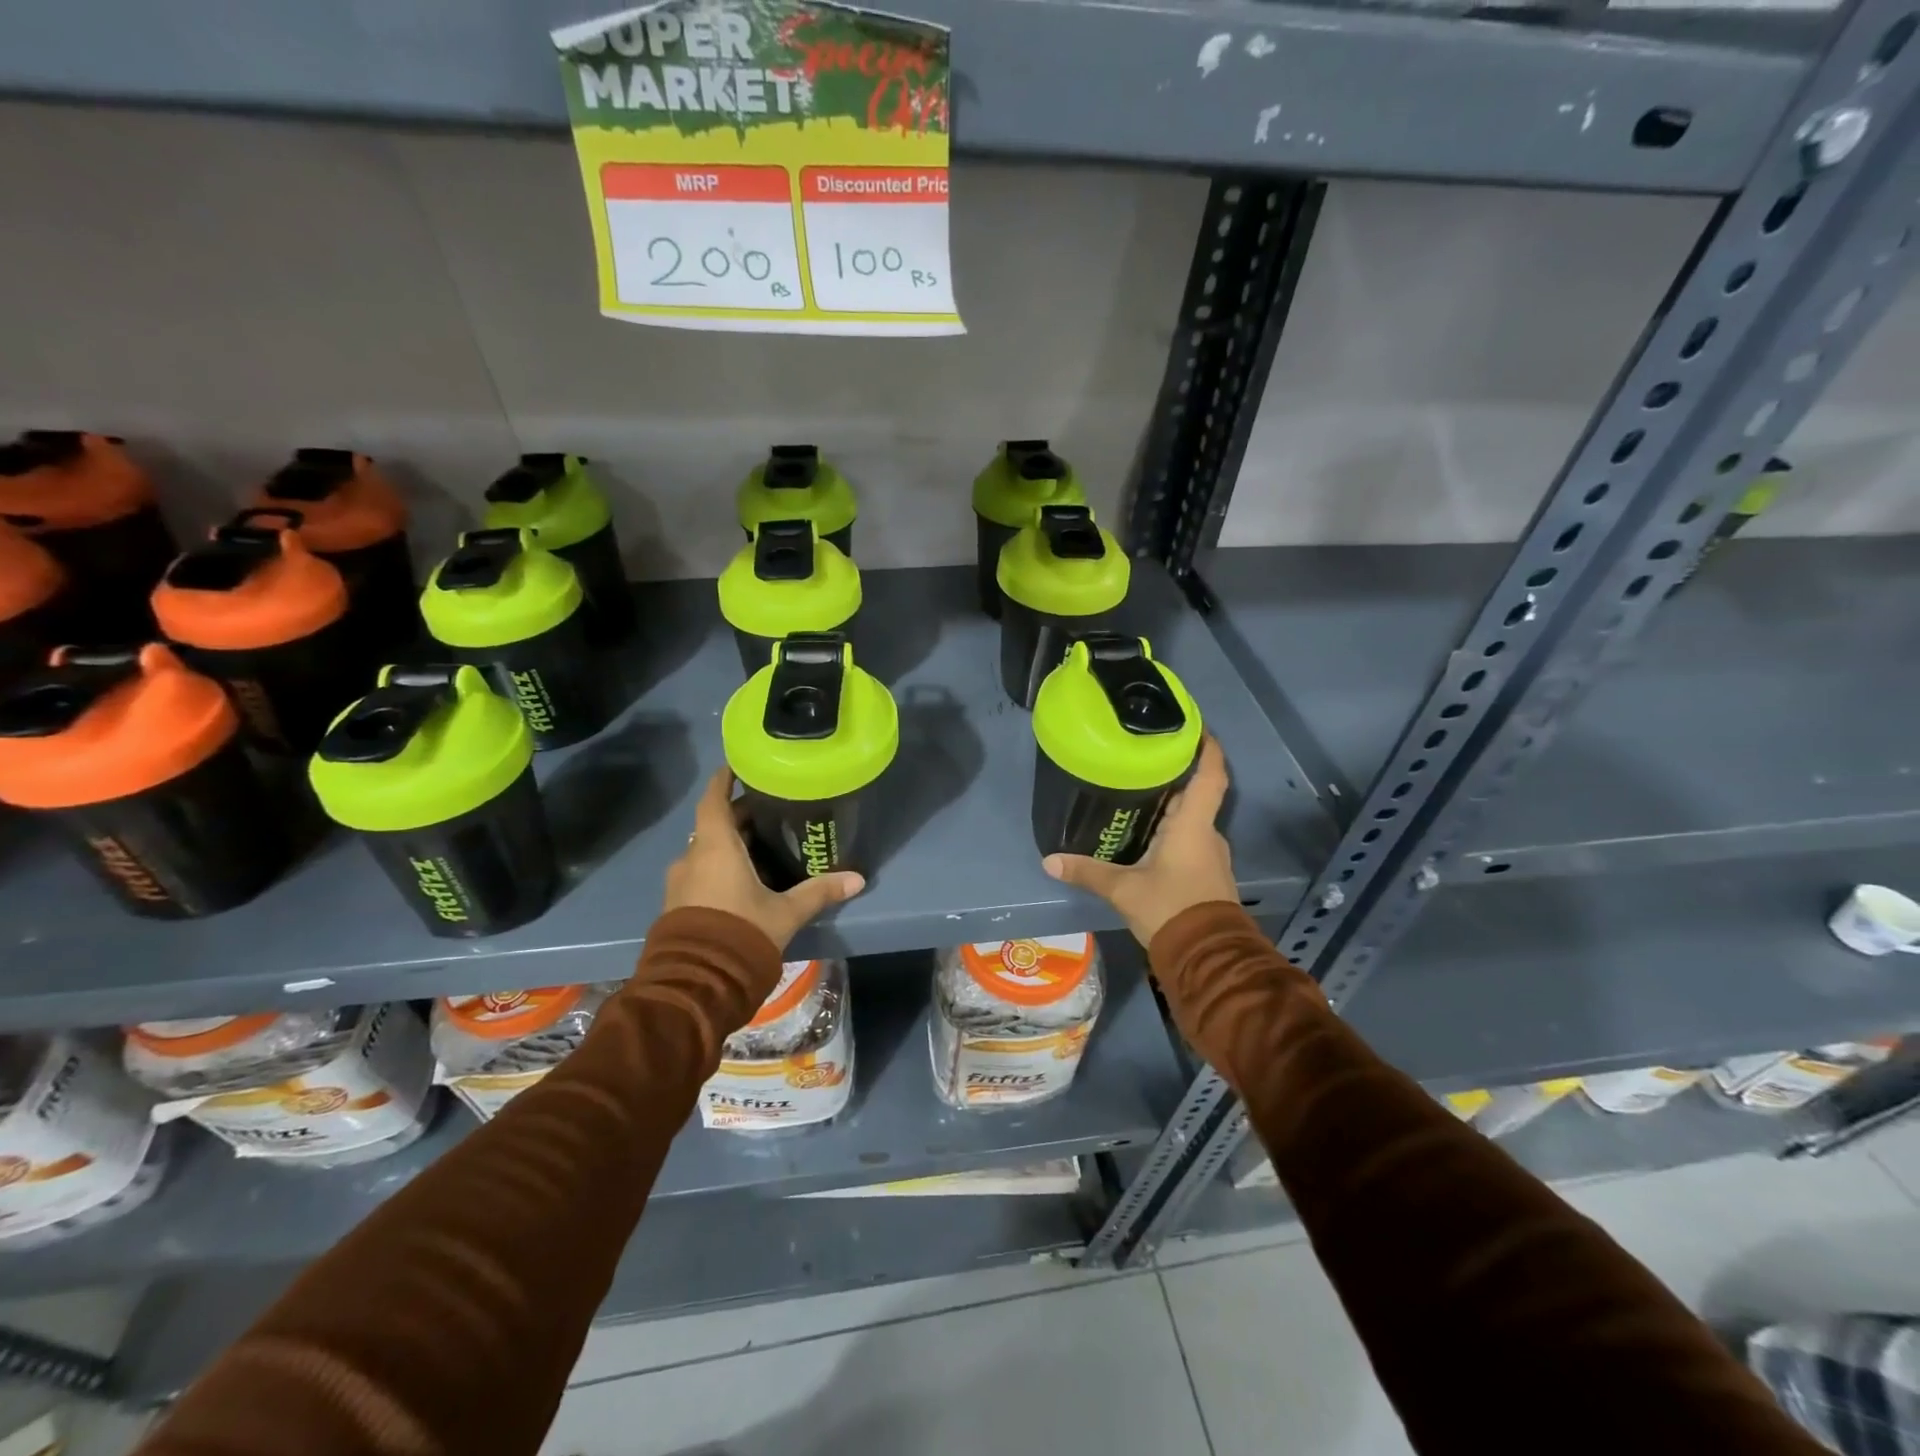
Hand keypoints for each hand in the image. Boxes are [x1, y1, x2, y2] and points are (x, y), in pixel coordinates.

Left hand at [664, 767, 864, 950]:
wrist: (696, 984)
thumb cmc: (741, 932)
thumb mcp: (786, 913)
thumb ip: (819, 892)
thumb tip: (858, 879)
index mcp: (715, 847)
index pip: (714, 800)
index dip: (724, 780)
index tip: (738, 766)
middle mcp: (692, 857)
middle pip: (713, 825)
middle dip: (738, 816)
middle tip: (768, 812)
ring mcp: (680, 883)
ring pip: (705, 851)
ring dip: (728, 845)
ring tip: (760, 847)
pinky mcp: (677, 905)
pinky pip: (700, 873)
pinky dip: (719, 867)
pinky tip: (743, 880)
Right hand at [1042, 735, 1235, 946]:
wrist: (1207, 958)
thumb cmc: (1171, 909)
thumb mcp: (1124, 889)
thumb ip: (1088, 872)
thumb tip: (1050, 861)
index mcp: (1193, 825)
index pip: (1211, 775)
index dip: (1207, 747)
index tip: (1194, 726)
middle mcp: (1207, 834)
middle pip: (1195, 793)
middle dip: (1173, 775)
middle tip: (1141, 758)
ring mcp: (1210, 855)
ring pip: (1191, 819)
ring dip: (1171, 805)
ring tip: (1137, 793)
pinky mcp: (1206, 874)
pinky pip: (1189, 840)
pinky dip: (1172, 830)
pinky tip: (1147, 834)